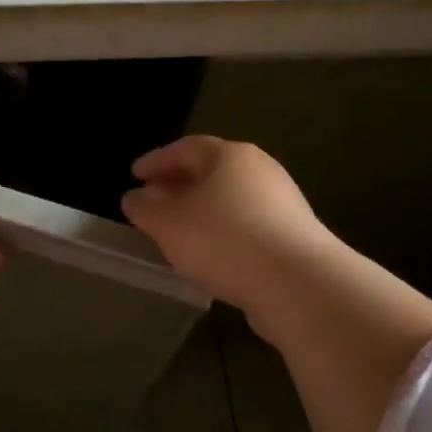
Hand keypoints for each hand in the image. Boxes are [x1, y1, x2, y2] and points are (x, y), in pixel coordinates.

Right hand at [121, 136, 333, 318]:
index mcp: (230, 155)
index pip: (185, 148)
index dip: (156, 161)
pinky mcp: (294, 236)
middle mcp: (260, 170)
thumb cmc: (224, 239)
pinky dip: (223, 233)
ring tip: (178, 233)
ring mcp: (282, 202)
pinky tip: (210, 255)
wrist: (298, 283)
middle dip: (179, 185)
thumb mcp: (169, 224)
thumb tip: (135, 197)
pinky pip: (247, 226)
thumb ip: (146, 208)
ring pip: (230, 200)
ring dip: (201, 211)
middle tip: (153, 202)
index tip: (134, 175)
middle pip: (211, 171)